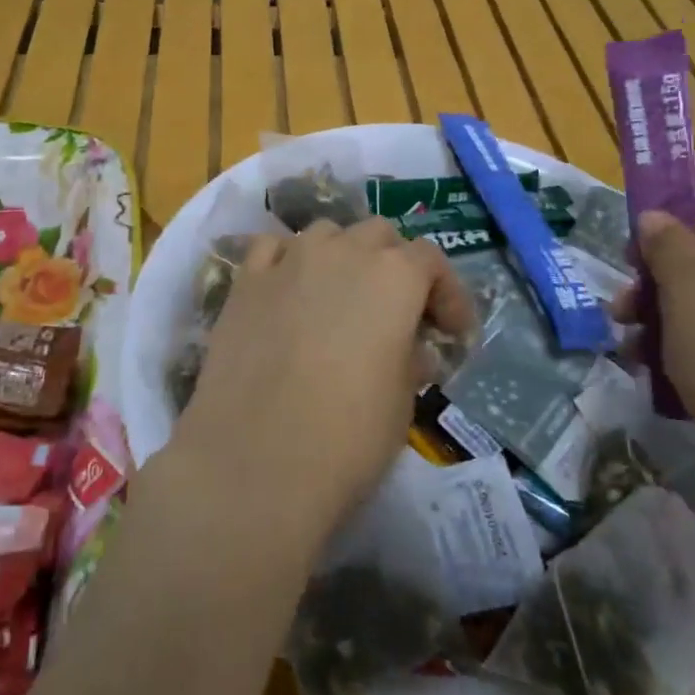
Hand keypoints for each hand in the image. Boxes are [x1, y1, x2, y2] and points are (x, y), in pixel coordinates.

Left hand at [173, 218, 474, 544]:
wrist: (256, 461)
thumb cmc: (348, 437)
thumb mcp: (402, 401)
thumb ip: (410, 357)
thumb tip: (408, 347)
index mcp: (394, 276)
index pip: (430, 259)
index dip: (447, 293)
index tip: (450, 332)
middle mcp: (342, 252)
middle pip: (377, 235)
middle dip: (394, 264)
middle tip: (396, 311)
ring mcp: (288, 261)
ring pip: (324, 233)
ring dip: (342, 255)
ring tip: (340, 297)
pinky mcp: (244, 282)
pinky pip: (271, 249)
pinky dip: (287, 260)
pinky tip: (288, 290)